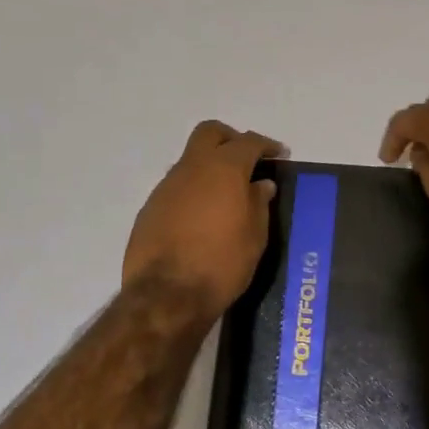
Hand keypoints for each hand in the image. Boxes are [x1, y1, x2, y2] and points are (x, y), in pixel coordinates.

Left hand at [124, 120, 282, 315]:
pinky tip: (202, 218)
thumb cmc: (222, 264)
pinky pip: (177, 187)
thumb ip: (258, 204)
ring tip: (226, 196)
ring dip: (209, 168)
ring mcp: (166, 186)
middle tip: (247, 161)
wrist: (166, 296)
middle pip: (210, 133)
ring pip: (190, 160)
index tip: (279, 155)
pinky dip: (193, 191)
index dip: (266, 145)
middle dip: (231, 139)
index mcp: (224, 169)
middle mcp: (192, 168)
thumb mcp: (254, 237)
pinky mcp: (150, 208)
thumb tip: (260, 185)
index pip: (248, 142)